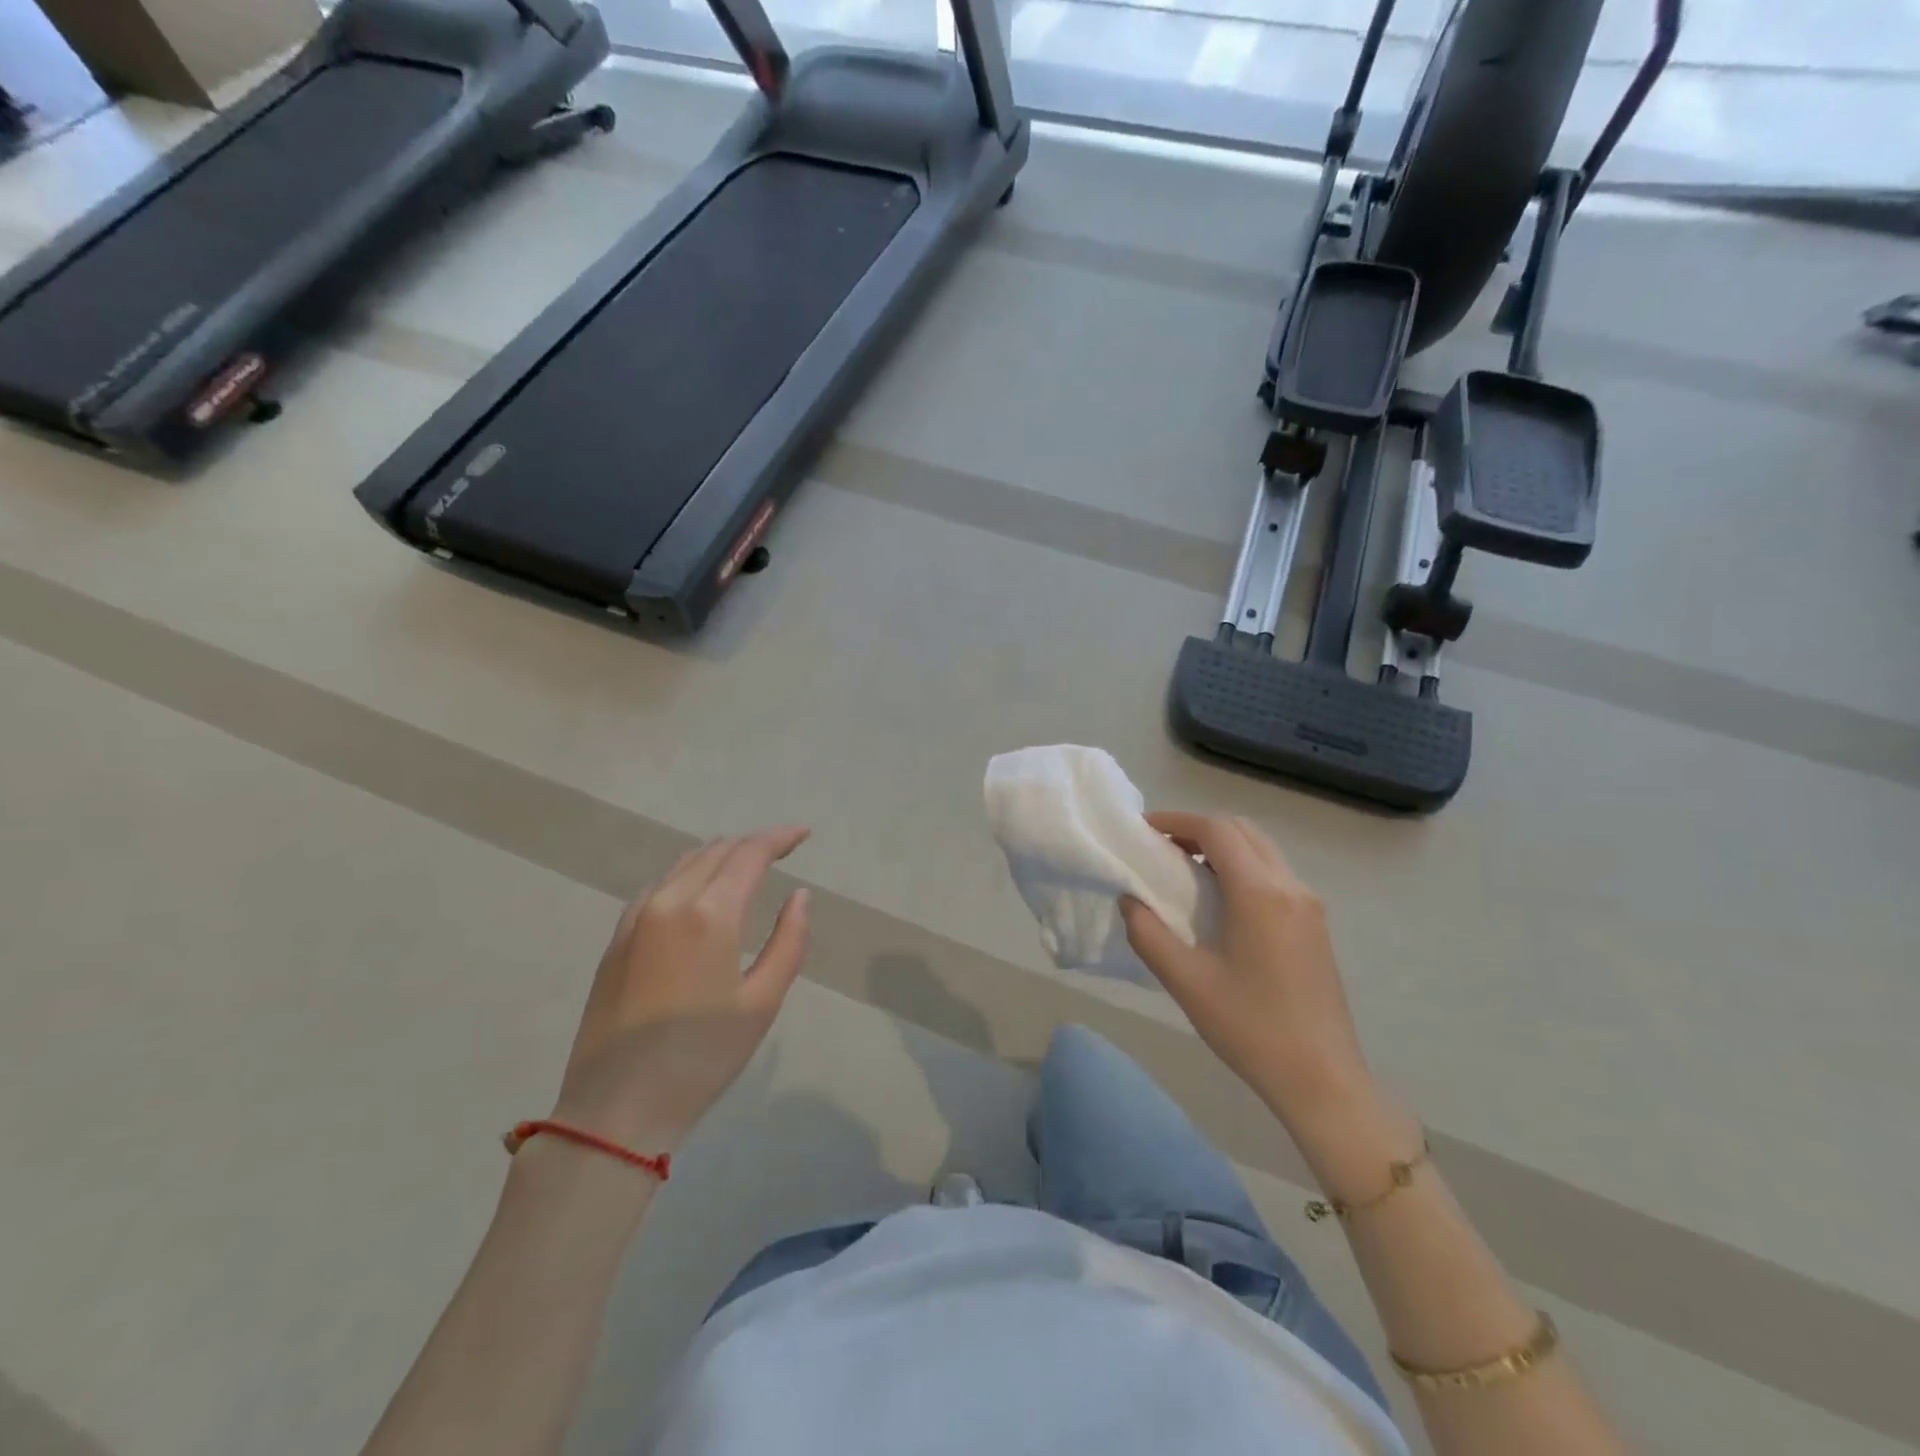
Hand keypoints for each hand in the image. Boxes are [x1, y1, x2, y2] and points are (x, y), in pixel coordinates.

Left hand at [552, 828, 811, 1154]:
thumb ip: (789, 941)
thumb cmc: (701, 1057)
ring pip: (685, 863)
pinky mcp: (617, 938)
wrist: (615, 1107)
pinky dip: (689, 873)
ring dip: (720, 855)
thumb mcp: (762, 1002)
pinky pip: (659, 884)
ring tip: (747, 866)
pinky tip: (700, 891)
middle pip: (717, 851)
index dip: (780, 838)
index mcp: (710, 913)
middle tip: (782, 852)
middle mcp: (670, 901)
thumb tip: (800, 896)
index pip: (750, 853)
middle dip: (753, 844)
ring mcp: (636, 917)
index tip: (804, 834)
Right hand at [1121, 813, 1373, 1129]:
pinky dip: (1242, 866)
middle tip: (1161, 848)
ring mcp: (1309, 905)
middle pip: (1242, 830)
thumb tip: (1129, 900)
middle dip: (1199, 829)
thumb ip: (1148, 934)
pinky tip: (1220, 900)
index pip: (1217, 830)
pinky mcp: (1315, 924)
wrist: (1322, 1079)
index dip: (1177, 820)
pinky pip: (1274, 873)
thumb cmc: (1250, 1028)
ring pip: (1262, 849)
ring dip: (1222, 846)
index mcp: (1259, 894)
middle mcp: (1290, 887)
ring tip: (1184, 871)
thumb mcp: (1186, 982)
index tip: (1144, 831)